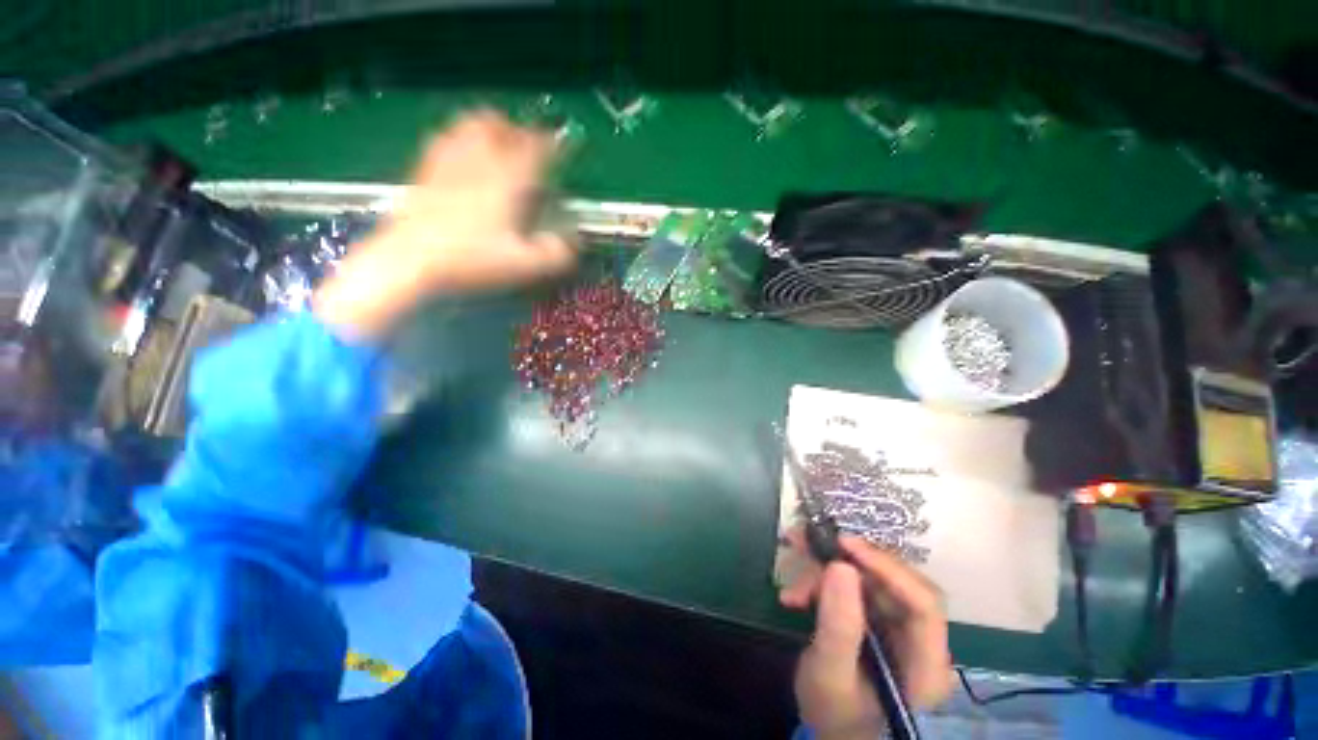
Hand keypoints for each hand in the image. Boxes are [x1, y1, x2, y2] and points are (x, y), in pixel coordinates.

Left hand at [315, 111, 575, 339]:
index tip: (562, 143)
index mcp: (507, 181)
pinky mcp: (425, 171)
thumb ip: (554, 255)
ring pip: (469, 126)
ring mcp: (448, 162)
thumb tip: (571, 244)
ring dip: (488, 127)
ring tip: (497, 141)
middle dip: (517, 130)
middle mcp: (479, 162)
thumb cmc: (471, 260)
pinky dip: (459, 138)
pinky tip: (462, 155)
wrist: (409, 260)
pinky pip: (444, 140)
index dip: (552, 143)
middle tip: (527, 144)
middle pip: (499, 126)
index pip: (534, 149)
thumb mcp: (523, 266)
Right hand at [780, 533, 952, 739]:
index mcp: (926, 665)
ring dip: (829, 568)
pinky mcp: (879, 617)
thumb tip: (840, 565)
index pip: (923, 605)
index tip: (844, 545)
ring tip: (794, 572)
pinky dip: (823, 581)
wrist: (830, 726)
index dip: (887, 569)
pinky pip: (854, 585)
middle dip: (850, 560)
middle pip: (896, 583)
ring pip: (871, 578)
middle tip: (810, 544)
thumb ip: (838, 626)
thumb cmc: (833, 712)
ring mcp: (900, 627)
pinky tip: (796, 594)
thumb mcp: (829, 674)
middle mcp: (921, 640)